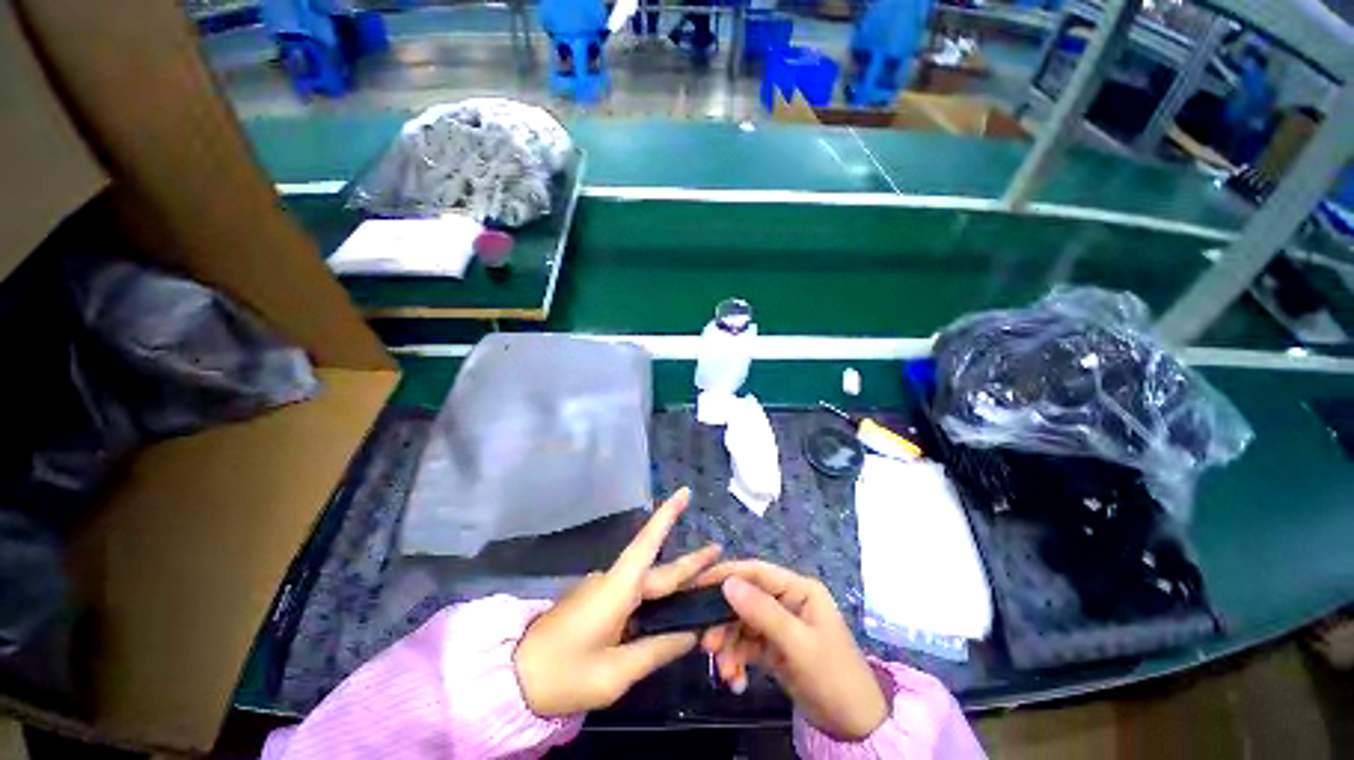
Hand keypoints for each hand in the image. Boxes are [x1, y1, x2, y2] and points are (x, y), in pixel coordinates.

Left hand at [514, 488, 719, 715]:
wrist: (512, 678)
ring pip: (648, 585)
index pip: (648, 543)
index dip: (667, 515)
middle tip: (718, 552)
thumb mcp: (614, 673)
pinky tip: (671, 615)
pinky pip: (635, 597)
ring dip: (675, 586)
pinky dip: (657, 602)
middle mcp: (614, 582)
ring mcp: (604, 591)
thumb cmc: (563, 674)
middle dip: (689, 563)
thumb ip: (655, 650)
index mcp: (618, 589)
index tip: (684, 492)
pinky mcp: (598, 604)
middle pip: (658, 569)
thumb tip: (690, 634)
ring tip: (704, 591)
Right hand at [697, 561, 888, 740]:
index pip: (756, 572)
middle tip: (706, 645)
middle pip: (744, 600)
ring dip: (728, 646)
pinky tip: (735, 680)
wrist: (855, 727)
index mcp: (798, 589)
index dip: (726, 575)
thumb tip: (728, 582)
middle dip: (724, 622)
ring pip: (741, 624)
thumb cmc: (834, 677)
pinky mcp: (773, 647)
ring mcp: (779, 625)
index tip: (696, 586)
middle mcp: (786, 601)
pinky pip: (746, 646)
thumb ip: (763, 612)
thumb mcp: (799, 645)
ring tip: (725, 672)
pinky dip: (736, 660)